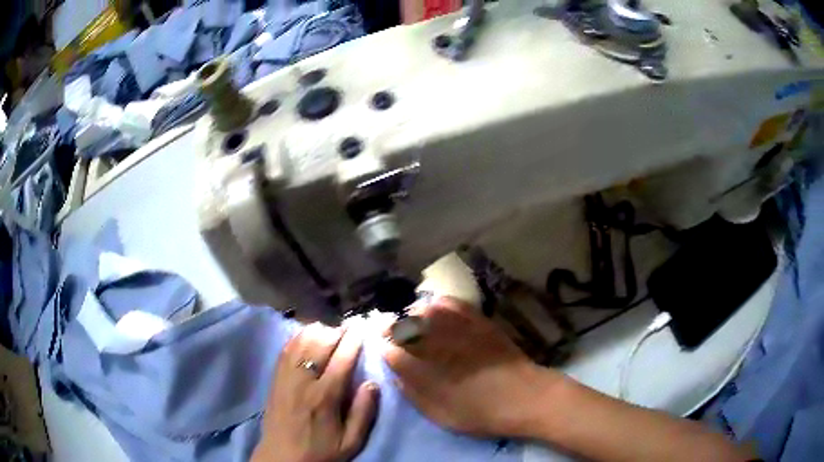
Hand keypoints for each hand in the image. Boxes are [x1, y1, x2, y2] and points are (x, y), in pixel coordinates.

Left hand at [254, 324, 379, 461]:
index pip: (342, 359)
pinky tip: (307, 335)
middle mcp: (303, 381)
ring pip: (300, 341)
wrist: (282, 458)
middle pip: (320, 343)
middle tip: (349, 327)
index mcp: (324, 397)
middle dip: (337, 331)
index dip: (353, 339)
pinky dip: (298, 337)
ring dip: (317, 331)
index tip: (363, 326)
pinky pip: (286, 349)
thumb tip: (371, 383)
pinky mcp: (275, 379)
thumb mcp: (350, 442)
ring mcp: (285, 377)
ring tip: (331, 330)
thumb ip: (363, 413)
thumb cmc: (320, 452)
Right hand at [382, 297, 557, 436]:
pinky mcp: (476, 319)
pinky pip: (449, 303)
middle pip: (401, 325)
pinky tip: (436, 311)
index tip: (383, 349)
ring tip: (412, 323)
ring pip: (422, 310)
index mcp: (422, 369)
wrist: (522, 397)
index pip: (389, 349)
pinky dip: (437, 304)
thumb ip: (412, 393)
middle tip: (393, 335)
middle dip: (392, 328)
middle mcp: (434, 342)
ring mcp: (456, 327)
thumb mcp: (438, 414)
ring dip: (411, 315)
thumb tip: (396, 373)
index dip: (383, 348)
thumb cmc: (479, 413)